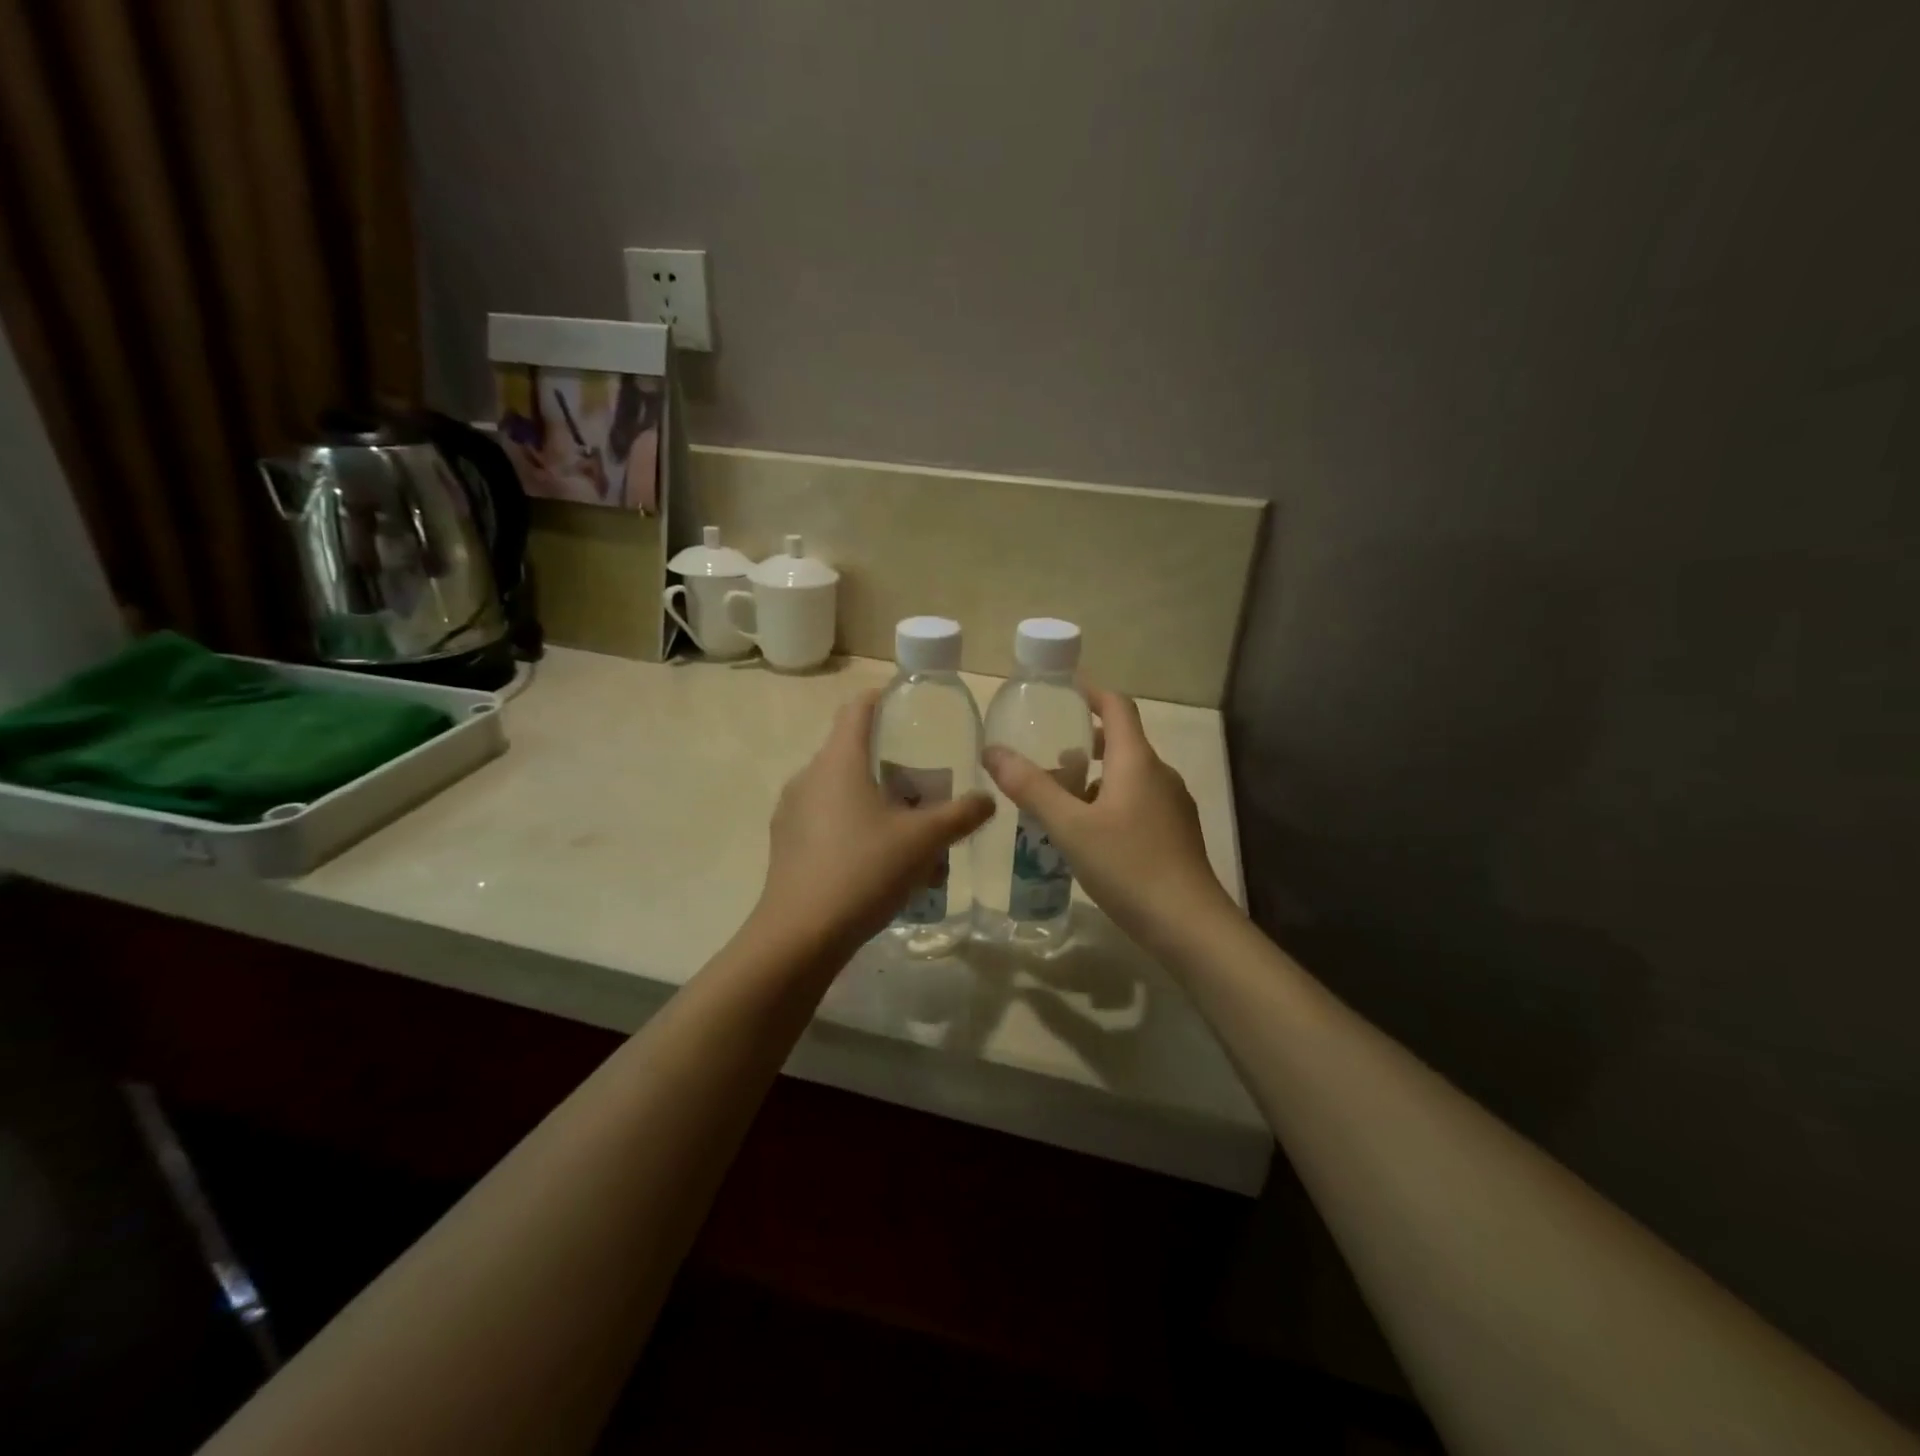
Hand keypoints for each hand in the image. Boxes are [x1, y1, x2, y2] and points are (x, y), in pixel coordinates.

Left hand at [752, 690, 994, 956]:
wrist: (800, 934)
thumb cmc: (864, 870)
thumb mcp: (923, 840)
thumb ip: (961, 815)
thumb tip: (988, 800)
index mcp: (838, 761)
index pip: (856, 709)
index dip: (881, 699)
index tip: (907, 704)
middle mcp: (808, 777)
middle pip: (852, 753)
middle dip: (890, 764)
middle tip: (925, 785)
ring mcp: (791, 811)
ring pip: (840, 791)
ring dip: (874, 801)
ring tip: (907, 830)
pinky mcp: (785, 843)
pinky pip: (825, 820)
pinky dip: (853, 826)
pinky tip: (877, 862)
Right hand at [983, 687, 1234, 951]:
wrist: (1189, 925)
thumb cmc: (1128, 866)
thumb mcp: (1070, 826)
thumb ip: (1031, 787)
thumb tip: (993, 750)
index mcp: (1138, 761)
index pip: (1118, 706)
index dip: (1091, 692)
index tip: (1063, 688)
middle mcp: (1160, 774)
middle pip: (1123, 741)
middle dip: (1086, 739)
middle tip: (1047, 748)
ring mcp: (1172, 805)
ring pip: (1129, 775)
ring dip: (1095, 775)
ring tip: (1058, 795)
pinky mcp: (1175, 834)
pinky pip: (1137, 801)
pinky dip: (1109, 801)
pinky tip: (1087, 832)